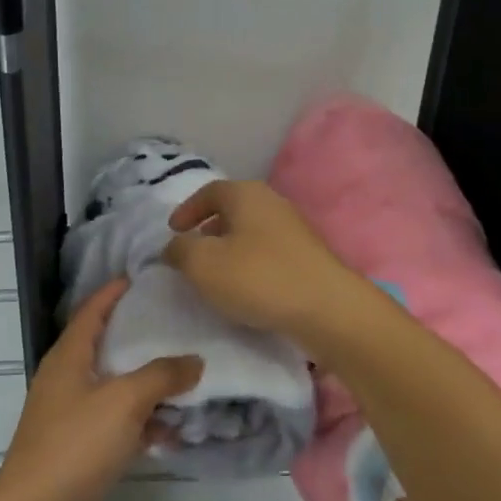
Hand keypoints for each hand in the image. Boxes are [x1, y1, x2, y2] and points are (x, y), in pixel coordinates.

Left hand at [0, 279, 201, 500]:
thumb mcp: (124, 401)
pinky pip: (120, 426)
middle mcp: (68, 380)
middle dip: (141, 338)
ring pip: (118, 389)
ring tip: (191, 377)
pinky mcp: (85, 450)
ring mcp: (75, 417)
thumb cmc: (76, 444)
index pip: (91, 312)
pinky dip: (145, 425)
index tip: (142, 278)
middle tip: (180, 325)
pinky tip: (176, 432)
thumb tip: (195, 360)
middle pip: (107, 348)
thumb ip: (162, 376)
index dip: (113, 293)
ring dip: (150, 387)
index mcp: (68, 357)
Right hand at [163, 179, 367, 342]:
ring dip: (230, 248)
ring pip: (251, 232)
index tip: (173, 231)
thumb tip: (176, 246)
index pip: (209, 191)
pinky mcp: (308, 257)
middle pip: (233, 210)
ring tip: (216, 275)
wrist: (327, 309)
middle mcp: (273, 203)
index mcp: (246, 194)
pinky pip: (269, 253)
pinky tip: (247, 289)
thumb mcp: (202, 264)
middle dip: (209, 229)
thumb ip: (180, 250)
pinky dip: (250, 264)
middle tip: (192, 252)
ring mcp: (295, 230)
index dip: (187, 209)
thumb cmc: (258, 277)